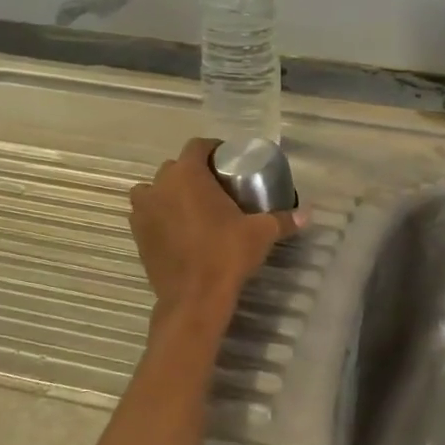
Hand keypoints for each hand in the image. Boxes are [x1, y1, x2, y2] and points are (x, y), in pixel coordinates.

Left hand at [129, 138, 304, 320]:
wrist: (193, 298)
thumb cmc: (226, 256)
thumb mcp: (260, 234)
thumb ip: (283, 219)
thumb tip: (307, 214)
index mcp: (187, 175)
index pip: (197, 146)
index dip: (213, 149)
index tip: (228, 162)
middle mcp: (160, 186)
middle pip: (175, 167)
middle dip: (194, 173)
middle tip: (216, 188)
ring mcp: (143, 210)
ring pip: (155, 189)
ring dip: (170, 192)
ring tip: (193, 207)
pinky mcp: (137, 234)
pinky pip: (147, 213)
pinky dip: (159, 215)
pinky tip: (178, 229)